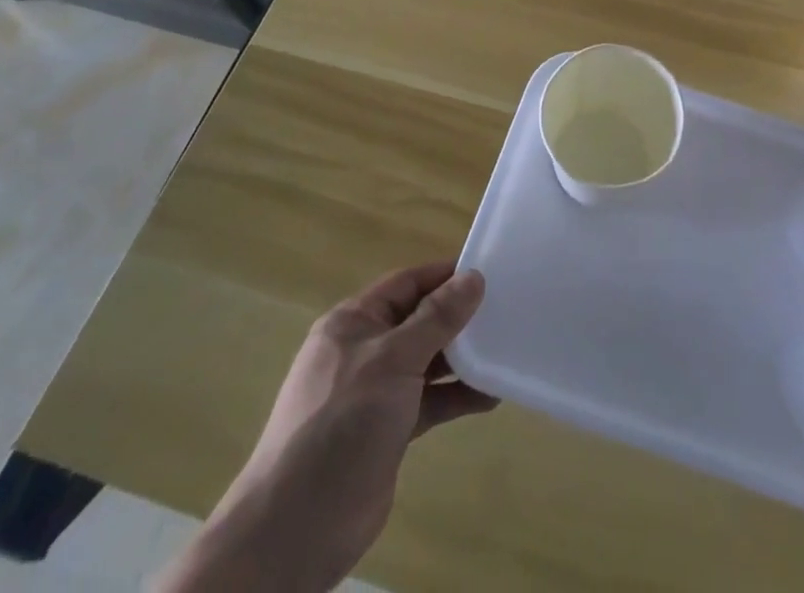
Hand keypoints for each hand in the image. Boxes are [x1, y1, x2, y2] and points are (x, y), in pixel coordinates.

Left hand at [161, 262, 495, 592]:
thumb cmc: (341, 424)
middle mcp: (364, 351)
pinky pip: (429, 401)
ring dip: (463, 360)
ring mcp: (375, 393)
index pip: (407, 284)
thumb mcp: (392, 360)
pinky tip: (491, 395)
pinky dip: (457, 397)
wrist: (296, 529)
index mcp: (353, 323)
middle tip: (507, 311)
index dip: (446, 276)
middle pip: (419, 321)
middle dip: (459, 318)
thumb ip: (436, 319)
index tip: (491, 273)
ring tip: (506, 351)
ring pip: (427, 362)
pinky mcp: (387, 431)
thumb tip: (473, 278)